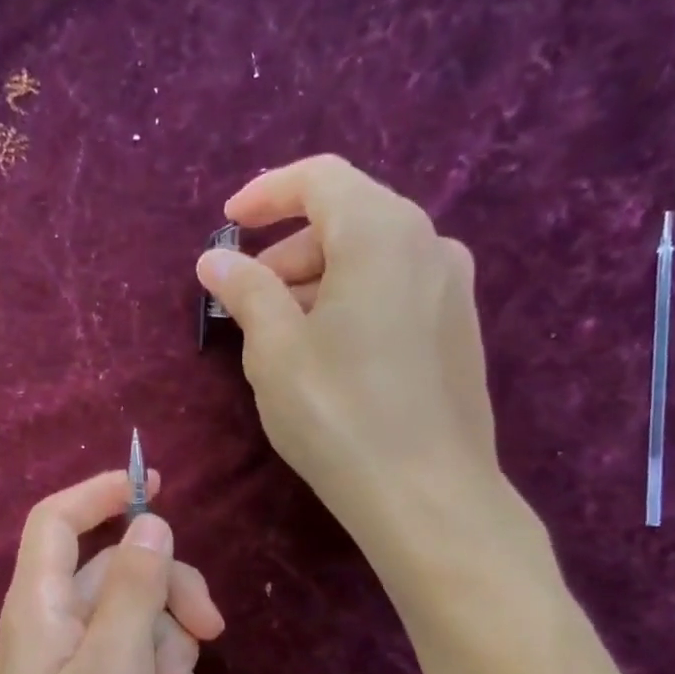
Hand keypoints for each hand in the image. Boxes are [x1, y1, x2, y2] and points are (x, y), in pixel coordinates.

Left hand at [0, 470, 224, 673]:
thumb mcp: (116, 672)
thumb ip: (133, 592)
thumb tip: (149, 525)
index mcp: (40, 608)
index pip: (58, 520)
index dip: (102, 494)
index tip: (159, 486)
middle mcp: (51, 629)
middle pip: (115, 572)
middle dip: (168, 591)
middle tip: (213, 628)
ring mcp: (70, 670)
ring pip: (133, 621)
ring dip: (168, 646)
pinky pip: (133, 666)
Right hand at [196, 154, 506, 547]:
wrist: (428, 495)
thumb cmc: (339, 414)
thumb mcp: (275, 349)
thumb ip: (245, 290)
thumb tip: (215, 260)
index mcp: (382, 232)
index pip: (319, 179)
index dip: (265, 194)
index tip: (227, 225)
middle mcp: (429, 243)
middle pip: (346, 217)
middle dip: (287, 248)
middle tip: (246, 297)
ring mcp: (453, 287)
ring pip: (371, 257)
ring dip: (316, 279)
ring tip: (280, 332)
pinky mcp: (459, 329)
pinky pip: (395, 289)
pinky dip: (351, 300)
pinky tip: (328, 352)